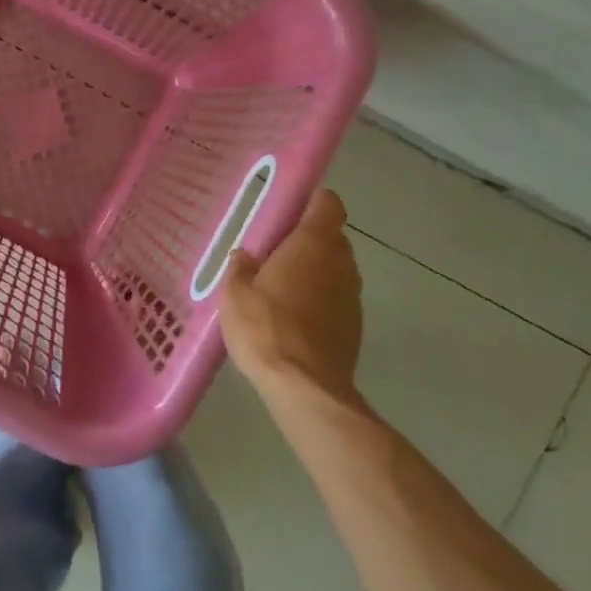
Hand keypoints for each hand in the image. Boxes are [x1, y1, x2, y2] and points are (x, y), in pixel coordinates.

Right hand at [219, 189, 364, 406]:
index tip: (291, 209)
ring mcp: (352, 296)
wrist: (305, 388)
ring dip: (314, 272)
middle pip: (331, 237)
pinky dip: (320, 300)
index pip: (328, 204)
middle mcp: (341, 263)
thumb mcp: (235, 295)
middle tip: (274, 253)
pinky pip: (336, 298)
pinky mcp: (355, 325)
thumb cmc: (265, 329)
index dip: (314, 201)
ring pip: (335, 269)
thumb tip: (244, 256)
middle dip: (308, 240)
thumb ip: (239, 269)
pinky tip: (294, 320)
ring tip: (281, 289)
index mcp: (313, 244)